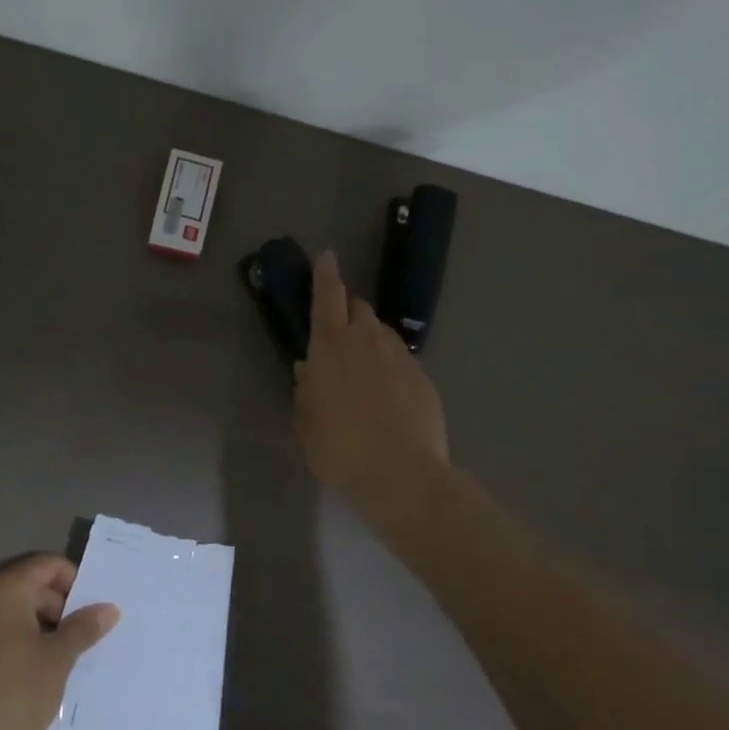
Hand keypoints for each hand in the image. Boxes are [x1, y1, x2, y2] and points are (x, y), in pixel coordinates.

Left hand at [0, 553, 119, 729]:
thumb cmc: (10, 697)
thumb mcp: (57, 661)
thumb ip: (83, 628)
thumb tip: (108, 608)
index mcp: (2, 588)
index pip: (48, 564)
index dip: (76, 584)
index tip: (91, 616)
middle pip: (28, 586)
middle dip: (58, 610)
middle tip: (81, 643)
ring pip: (9, 613)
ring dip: (36, 630)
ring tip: (59, 663)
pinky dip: (12, 645)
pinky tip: (28, 677)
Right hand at [295, 250, 448, 496]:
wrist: (400, 473)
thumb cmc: (338, 447)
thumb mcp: (306, 421)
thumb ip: (306, 388)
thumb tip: (308, 367)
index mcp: (330, 346)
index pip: (327, 297)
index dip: (325, 274)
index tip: (327, 255)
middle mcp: (366, 341)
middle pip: (359, 308)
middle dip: (348, 309)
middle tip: (339, 327)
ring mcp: (399, 357)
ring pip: (382, 333)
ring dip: (370, 338)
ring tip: (364, 367)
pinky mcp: (422, 378)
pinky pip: (401, 360)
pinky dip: (390, 366)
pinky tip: (387, 394)